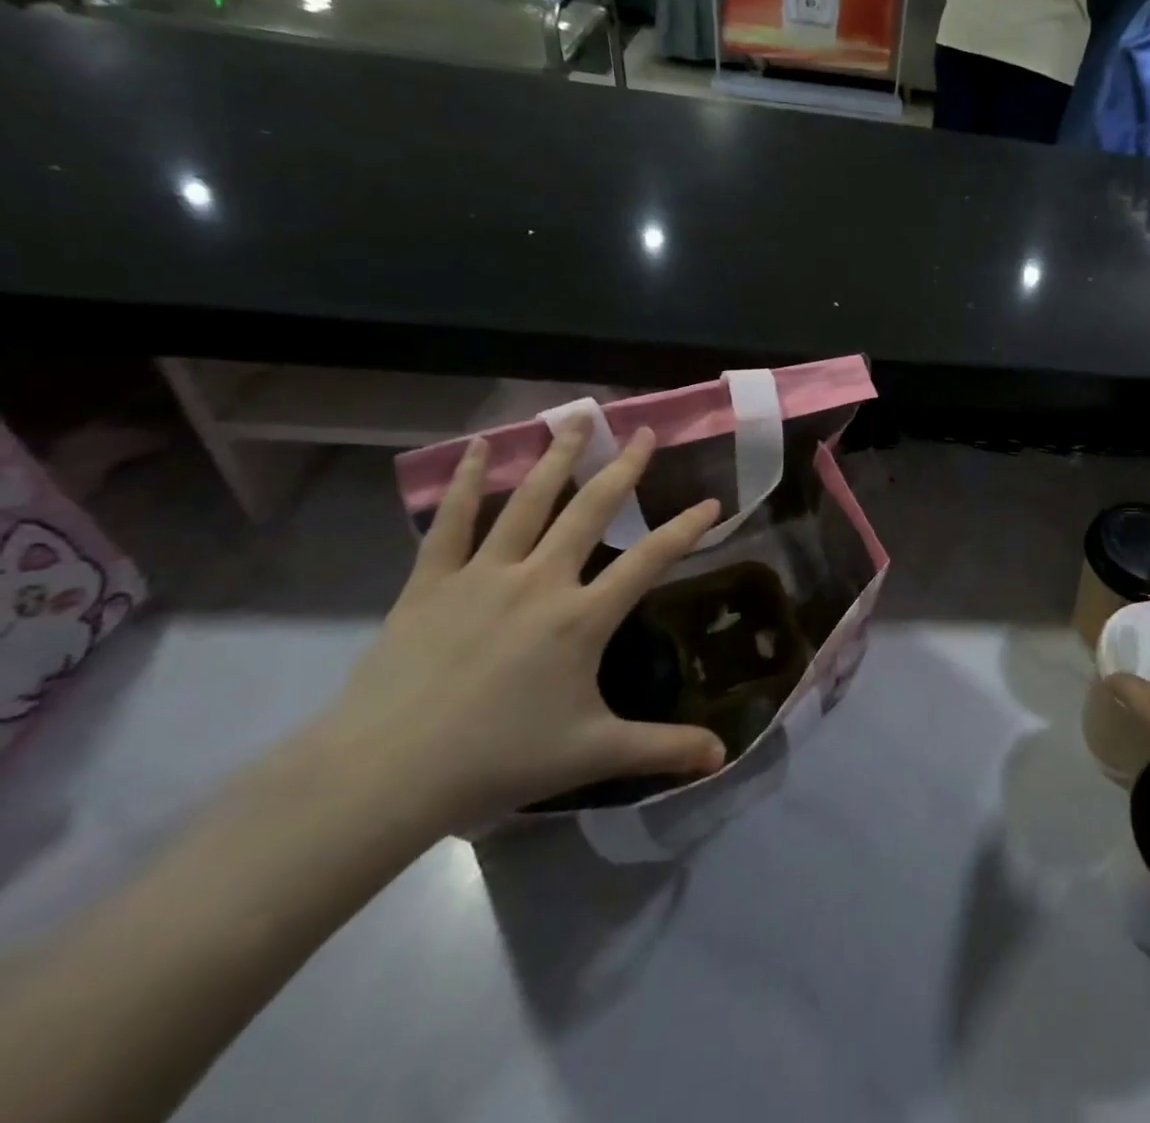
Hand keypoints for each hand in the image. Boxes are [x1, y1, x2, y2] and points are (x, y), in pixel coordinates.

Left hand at [314, 418, 725, 831]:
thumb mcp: (592, 753)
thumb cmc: (496, 761)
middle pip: (592, 509)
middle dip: (624, 467)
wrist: (383, 776)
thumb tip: (723, 756)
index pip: (651, 560)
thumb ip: (663, 749)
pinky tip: (478, 448)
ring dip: (557, 456)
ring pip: (529, 500)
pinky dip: (466, 481)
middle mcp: (541, 580)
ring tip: (577, 418)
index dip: (686, 528)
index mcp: (582, 617)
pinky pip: (452, 521)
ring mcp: (483, 575)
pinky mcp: (431, 582)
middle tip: (643, 431)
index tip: (712, 501)